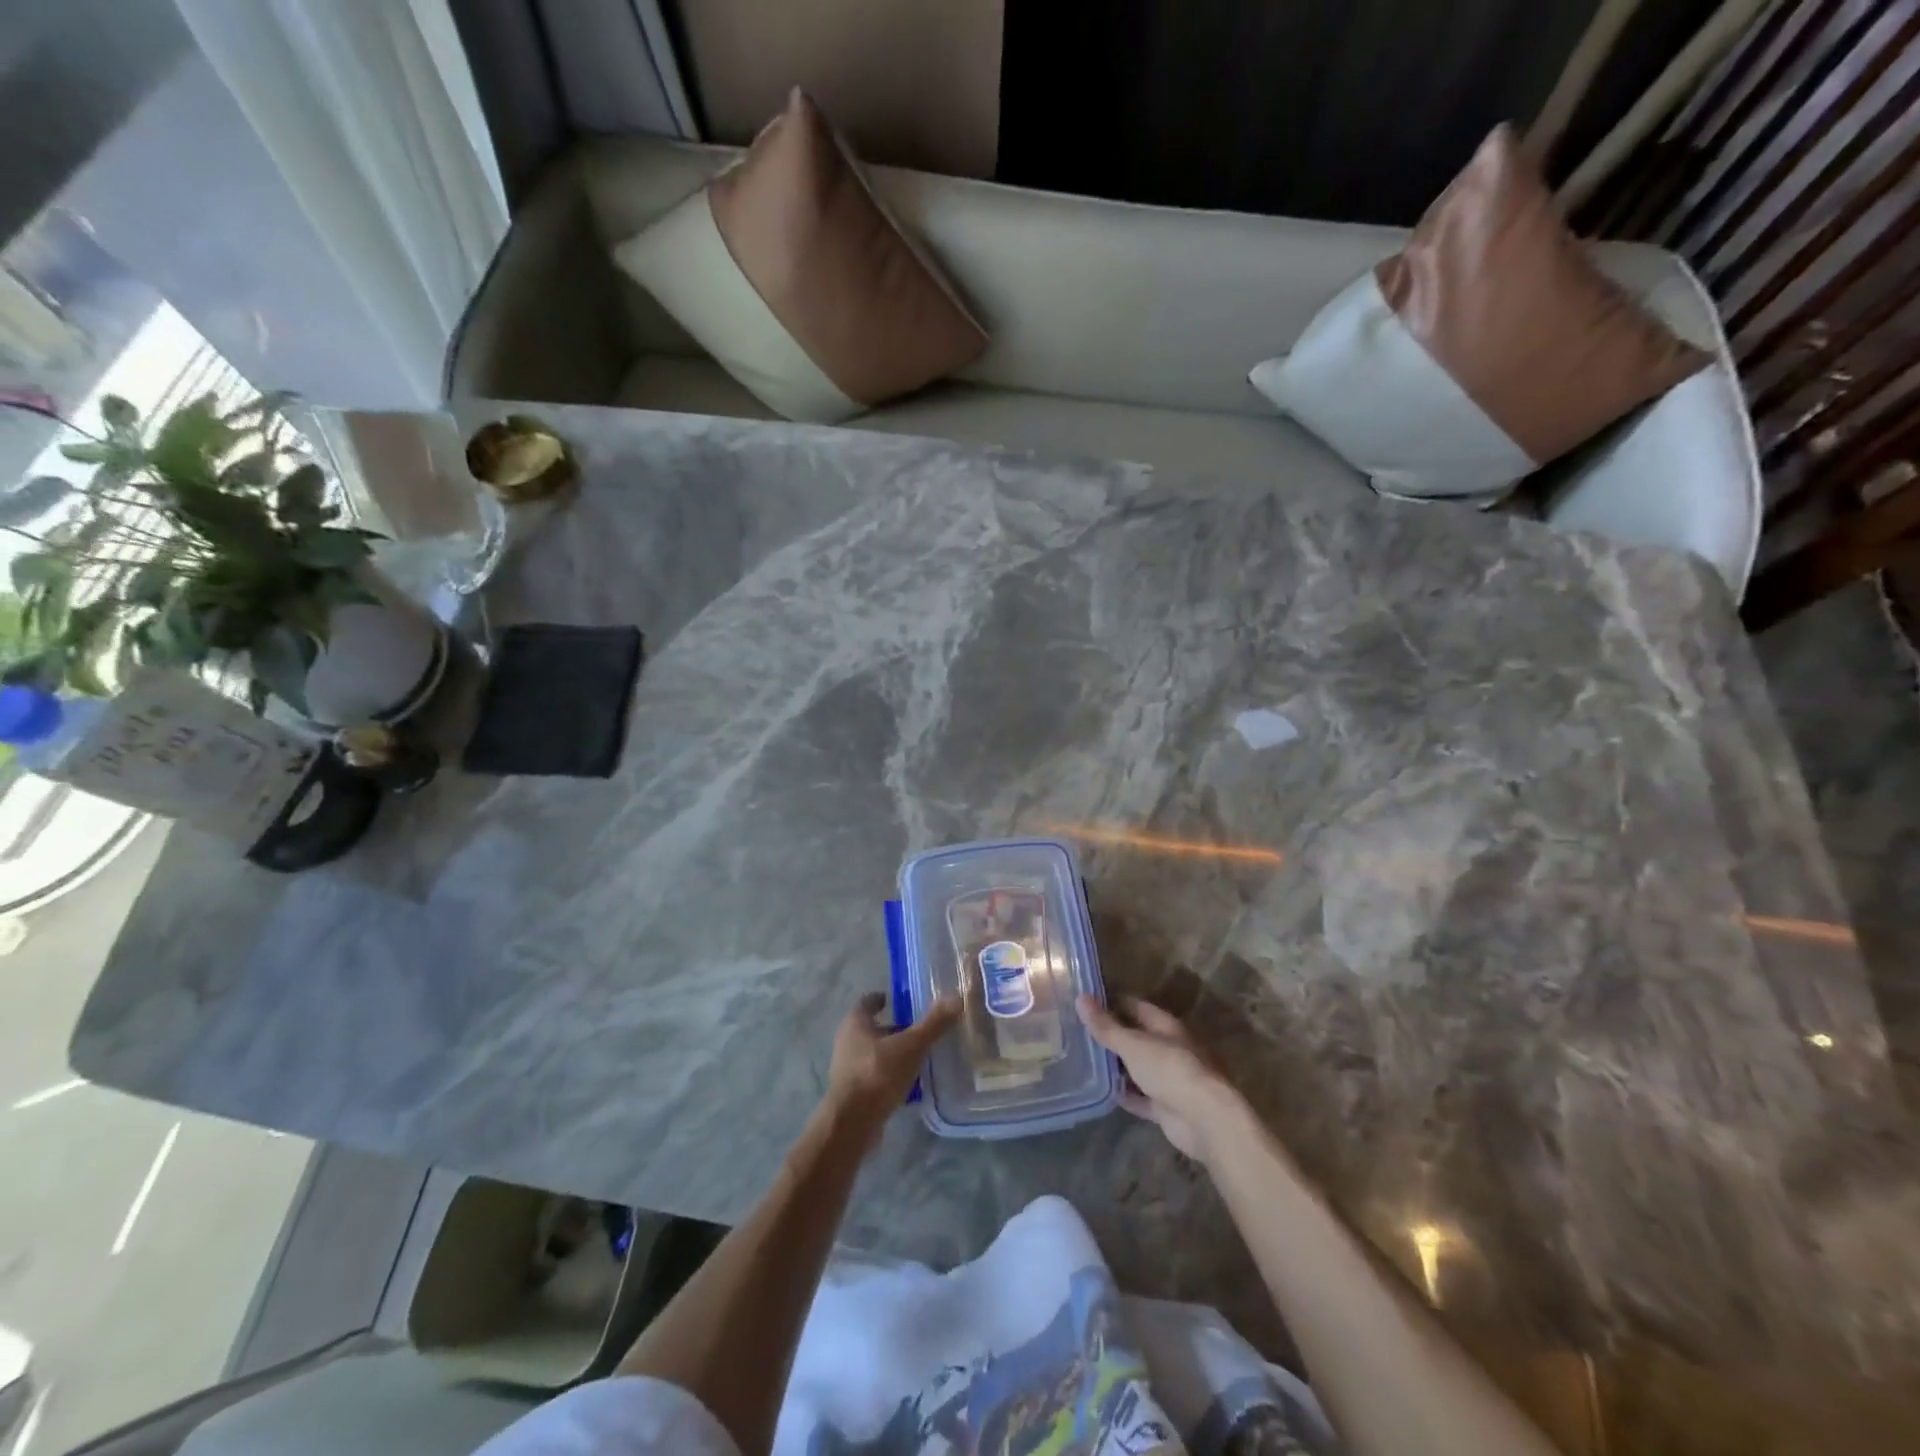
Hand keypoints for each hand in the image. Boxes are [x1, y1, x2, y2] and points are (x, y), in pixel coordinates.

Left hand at [823, 992, 960, 1142]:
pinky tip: (910, 1084)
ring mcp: (848, 1069)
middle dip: (893, 1028)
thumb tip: (956, 998)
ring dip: (893, 1054)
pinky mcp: (853, 1093)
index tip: (898, 1000)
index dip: (882, 999)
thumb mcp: (911, 1046)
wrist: (852, 1123)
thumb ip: (933, 1024)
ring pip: (874, 1054)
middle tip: (918, 1029)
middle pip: (871, 1029)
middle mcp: (847, 1042)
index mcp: (855, 1023)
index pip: (867, 1002)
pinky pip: (875, 1077)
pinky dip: (890, 1076)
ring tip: (918, 1057)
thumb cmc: (878, 1073)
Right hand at [1079, 994, 1241, 1162]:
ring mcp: (1168, 1079)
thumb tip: (1081, 999)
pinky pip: (1140, 1096)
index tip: (1086, 1002)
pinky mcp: (1166, 1107)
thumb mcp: (1133, 1044)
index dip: (1112, 1002)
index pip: (1135, 1006)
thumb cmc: (1169, 1070)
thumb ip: (1106, 1026)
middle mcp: (1169, 1049)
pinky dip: (1125, 1094)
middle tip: (1078, 1032)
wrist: (1204, 1119)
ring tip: (1084, 1060)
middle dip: (1111, 1035)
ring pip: (1137, 1068)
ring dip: (1116, 1066)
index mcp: (1165, 1026)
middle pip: (1136, 1037)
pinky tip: (1102, 1092)